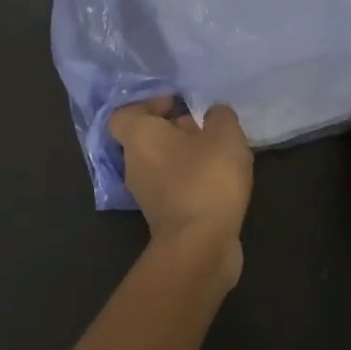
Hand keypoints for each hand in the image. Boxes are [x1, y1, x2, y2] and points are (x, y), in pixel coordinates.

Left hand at [109, 97, 253, 290]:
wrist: (200, 246)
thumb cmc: (206, 180)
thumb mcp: (224, 135)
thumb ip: (219, 116)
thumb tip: (213, 114)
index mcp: (139, 138)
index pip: (126, 113)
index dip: (149, 103)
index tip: (178, 103)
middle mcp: (134, 164)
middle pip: (148, 138)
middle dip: (177, 130)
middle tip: (207, 127)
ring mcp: (146, 194)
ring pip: (163, 164)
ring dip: (188, 156)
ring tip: (221, 154)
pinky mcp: (164, 217)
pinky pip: (175, 187)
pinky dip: (193, 181)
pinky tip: (222, 182)